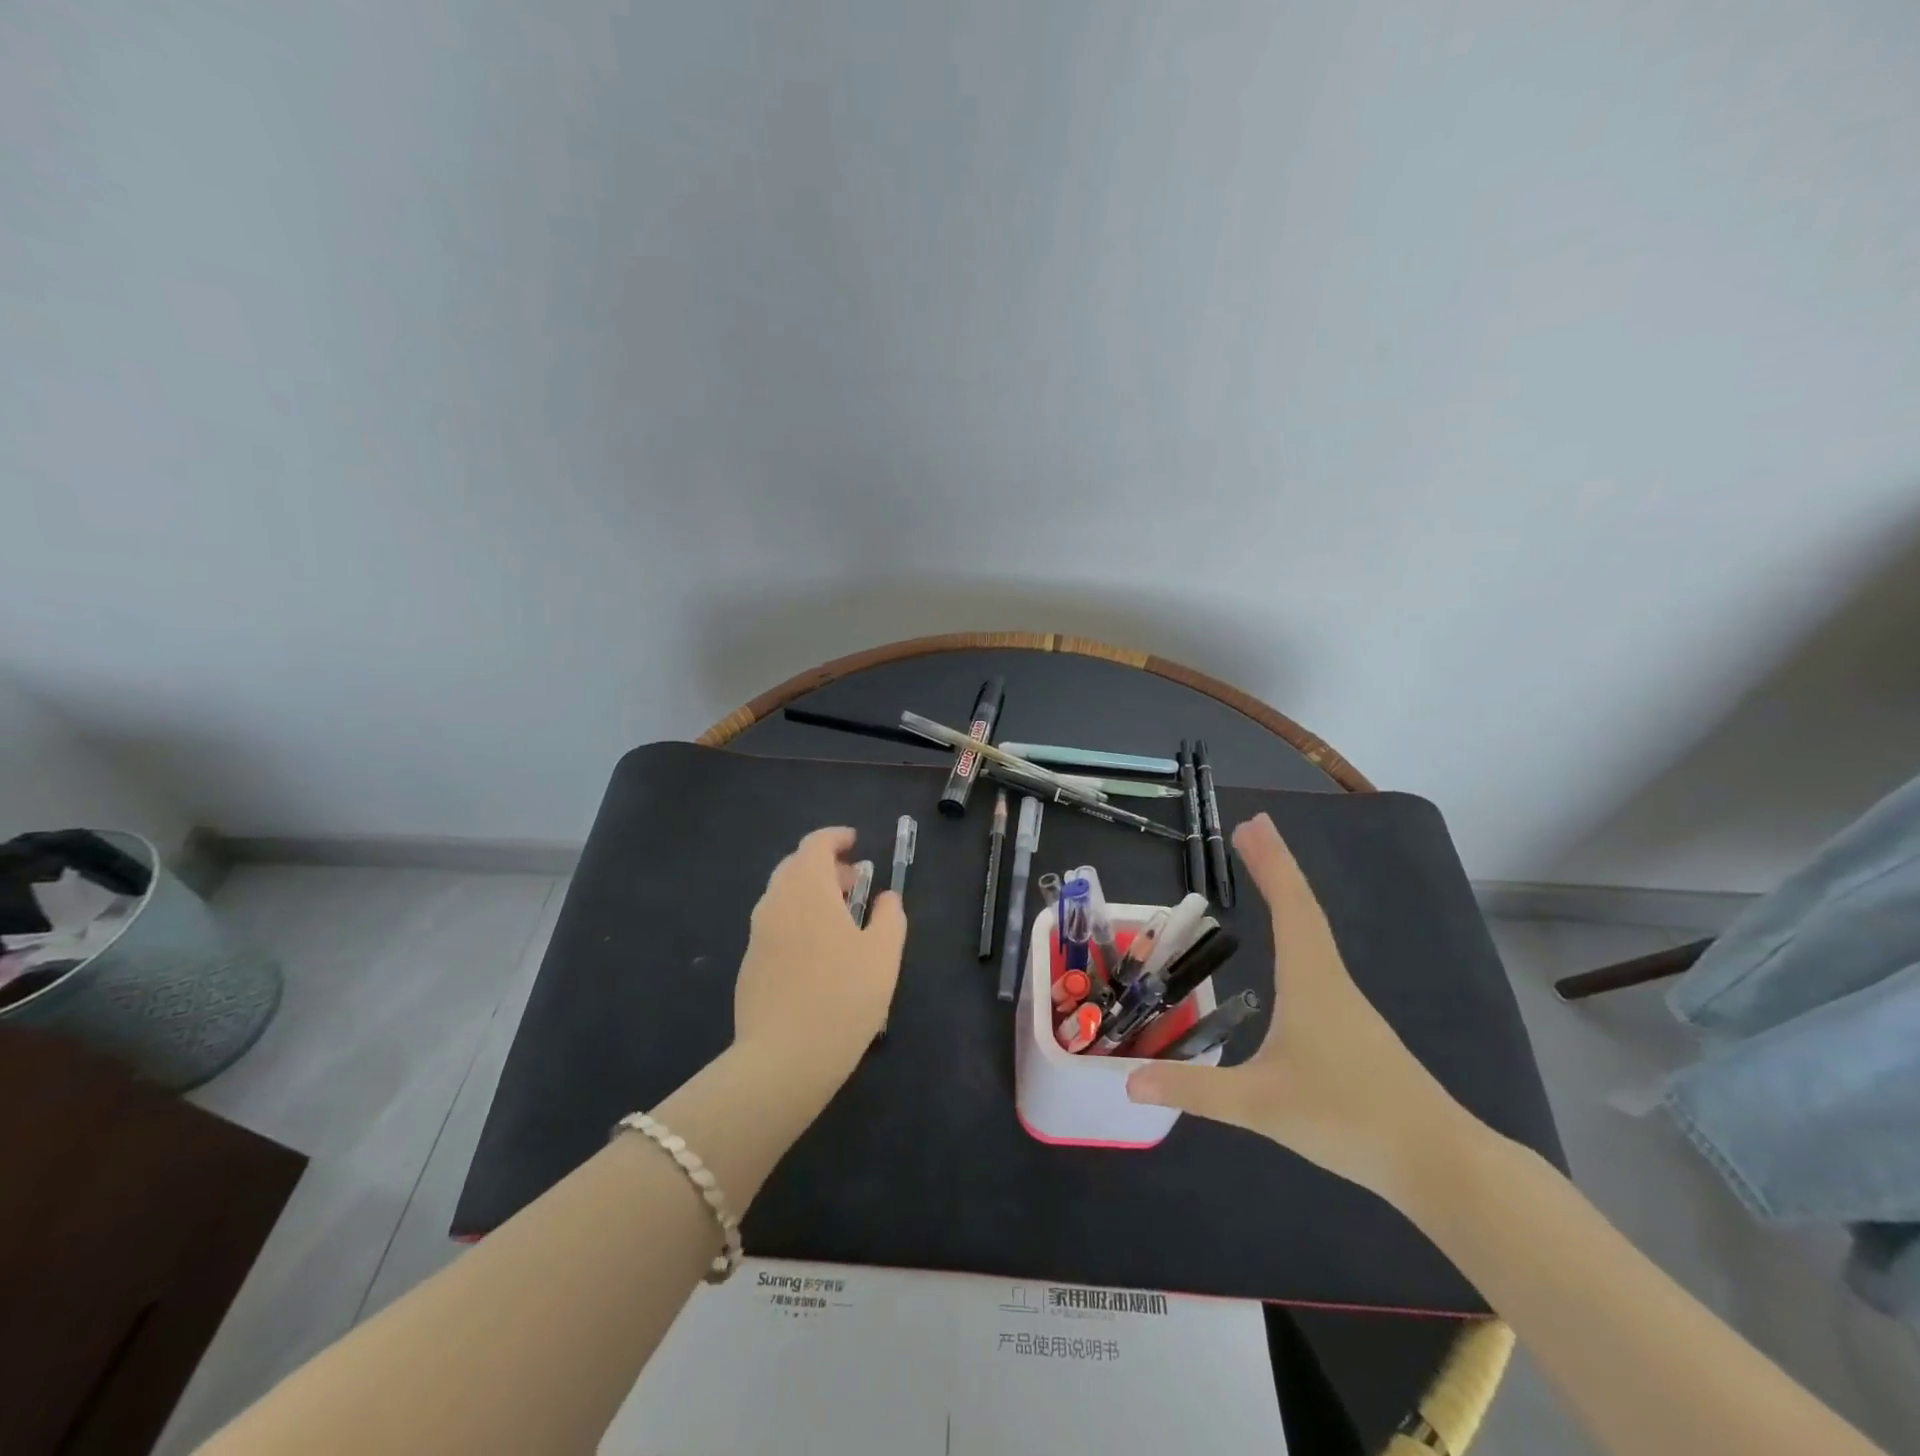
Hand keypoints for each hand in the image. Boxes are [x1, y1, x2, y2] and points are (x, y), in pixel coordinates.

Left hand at [734, 827, 906, 1086]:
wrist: (783, 1060)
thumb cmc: (843, 998)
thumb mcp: (884, 954)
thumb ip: (889, 916)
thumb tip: (886, 897)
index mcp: (807, 890)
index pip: (815, 845)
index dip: (836, 838)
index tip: (856, 843)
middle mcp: (776, 902)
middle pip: (795, 867)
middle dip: (825, 867)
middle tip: (855, 884)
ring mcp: (758, 934)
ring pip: (783, 896)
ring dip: (811, 894)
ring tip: (841, 919)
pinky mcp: (750, 964)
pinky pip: (776, 924)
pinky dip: (798, 919)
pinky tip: (819, 952)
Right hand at [1126, 813, 1471, 1202]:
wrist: (1441, 1164)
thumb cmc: (1348, 1119)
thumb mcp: (1260, 1105)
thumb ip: (1194, 1090)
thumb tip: (1130, 1082)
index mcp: (1311, 981)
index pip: (1290, 906)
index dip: (1270, 863)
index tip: (1251, 824)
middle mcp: (1330, 981)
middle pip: (1303, 908)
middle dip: (1276, 865)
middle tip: (1251, 828)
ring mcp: (1346, 1005)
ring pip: (1314, 934)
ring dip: (1288, 894)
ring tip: (1265, 872)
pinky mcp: (1354, 1030)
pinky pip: (1317, 961)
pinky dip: (1298, 931)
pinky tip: (1290, 952)